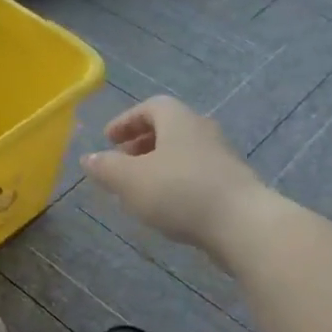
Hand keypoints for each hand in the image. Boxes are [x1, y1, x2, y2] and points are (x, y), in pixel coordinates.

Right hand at [81, 97, 275, 257]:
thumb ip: (106, 167)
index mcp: (178, 119)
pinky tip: (166, 206)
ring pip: (182, 153)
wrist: (243, 224)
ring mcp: (222, 157)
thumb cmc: (179, 192)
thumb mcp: (130, 180)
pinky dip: (176, 182)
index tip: (108, 139)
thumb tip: (88, 158)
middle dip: (141, 143)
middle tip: (121, 161)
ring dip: (158, 164)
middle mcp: (202, 130)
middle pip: (168, 128)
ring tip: (139, 187)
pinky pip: (196, 174)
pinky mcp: (233, 184)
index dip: (126, 121)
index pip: (150, 107)